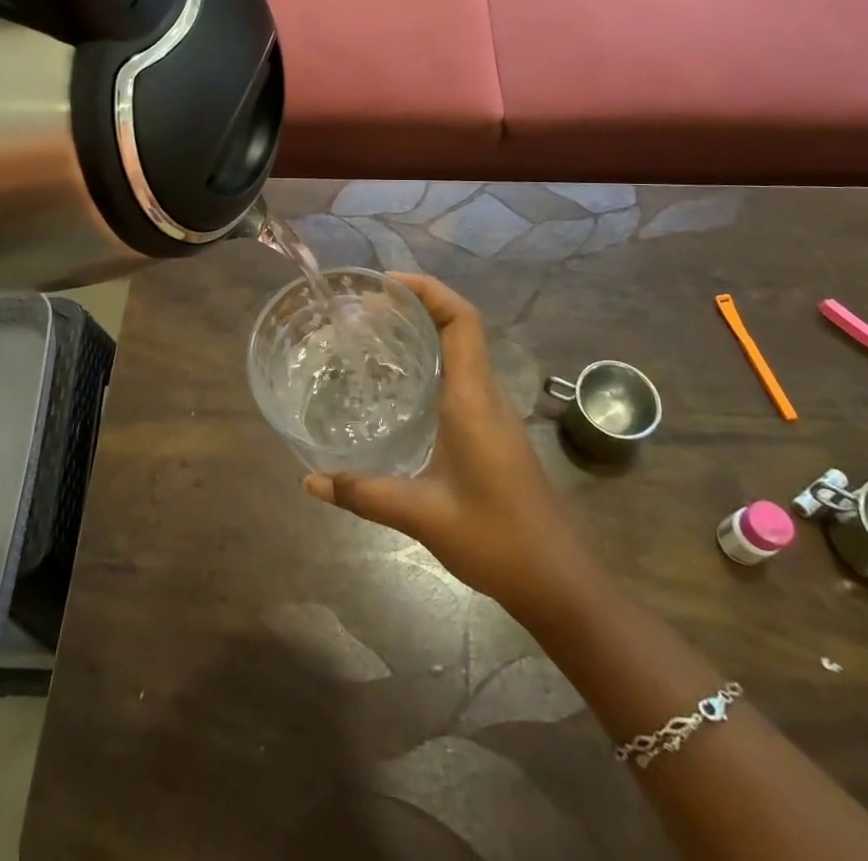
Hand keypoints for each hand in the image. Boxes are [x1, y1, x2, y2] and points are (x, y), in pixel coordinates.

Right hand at [304, 273, 594, 616]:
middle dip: (417, 304)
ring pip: (462, 350)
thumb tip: (309, 481)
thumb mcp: (421, 515)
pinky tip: (400, 384)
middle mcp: (486, 395)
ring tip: (375, 333)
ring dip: (425, 330)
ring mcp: (493, 412)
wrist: (559, 583)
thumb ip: (363, 493)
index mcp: (473, 400)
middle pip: (460, 326)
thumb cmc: (496, 540)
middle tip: (365, 308)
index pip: (462, 321)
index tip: (385, 284)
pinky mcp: (493, 430)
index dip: (428, 290)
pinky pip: (462, 375)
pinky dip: (432, 360)